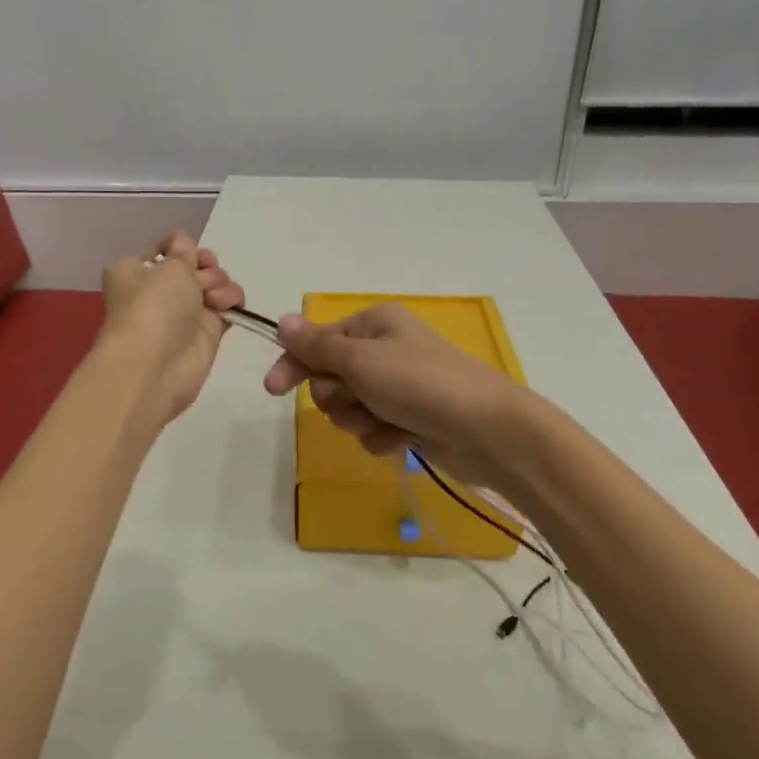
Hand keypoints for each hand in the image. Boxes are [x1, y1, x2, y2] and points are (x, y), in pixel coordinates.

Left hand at [100, 232, 244, 423]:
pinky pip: (226, 306)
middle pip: (194, 265)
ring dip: (219, 283)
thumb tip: (184, 246)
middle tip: (201, 279)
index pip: (166, 248)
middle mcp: (158, 289)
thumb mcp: (169, 267)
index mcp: (136, 270)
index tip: (190, 253)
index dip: (182, 247)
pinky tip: (227, 307)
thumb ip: (184, 252)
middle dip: (205, 266)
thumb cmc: (153, 307)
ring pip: (213, 283)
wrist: (155, 367)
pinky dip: (231, 302)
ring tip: (212, 299)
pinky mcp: (206, 332)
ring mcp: (184, 312)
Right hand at [261, 302, 534, 491]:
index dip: (294, 364)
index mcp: (374, 324)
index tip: (272, 389)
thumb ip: (317, 346)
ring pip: (350, 409)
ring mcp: (398, 387)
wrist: (486, 430)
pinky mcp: (409, 419)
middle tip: (361, 399)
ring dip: (361, 420)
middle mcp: (385, 350)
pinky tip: (405, 439)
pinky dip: (383, 438)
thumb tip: (283, 320)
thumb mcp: (361, 359)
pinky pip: (373, 431)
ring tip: (388, 421)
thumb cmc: (419, 384)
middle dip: (339, 397)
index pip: (317, 342)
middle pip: (331, 379)